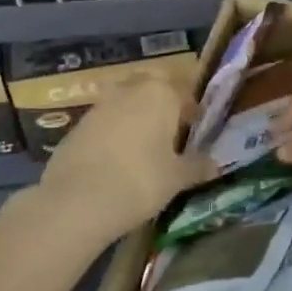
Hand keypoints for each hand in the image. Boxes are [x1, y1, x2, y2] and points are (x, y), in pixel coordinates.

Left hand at [32, 74, 216, 245]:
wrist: (77, 200)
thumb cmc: (140, 181)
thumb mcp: (177, 178)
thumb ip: (197, 166)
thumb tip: (214, 164)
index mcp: (160, 93)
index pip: (184, 93)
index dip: (192, 113)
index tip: (195, 133)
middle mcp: (129, 90)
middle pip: (152, 91)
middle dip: (162, 109)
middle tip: (170, 138)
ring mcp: (99, 105)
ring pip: (126, 104)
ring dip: (136, 120)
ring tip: (143, 151)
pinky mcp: (77, 124)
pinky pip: (105, 123)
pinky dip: (114, 134)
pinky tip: (116, 161)